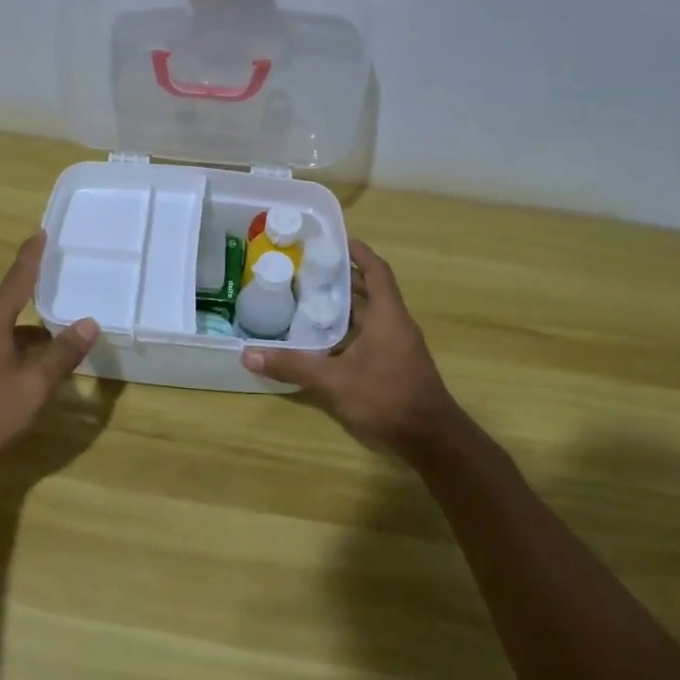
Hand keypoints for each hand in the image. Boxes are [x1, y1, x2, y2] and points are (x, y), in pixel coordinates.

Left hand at [0, 232, 98, 477]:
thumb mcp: (34, 385)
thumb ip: (62, 354)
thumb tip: (88, 322)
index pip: (16, 279)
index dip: (31, 257)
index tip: (40, 233)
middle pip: (7, 305)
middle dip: (33, 299)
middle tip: (58, 293)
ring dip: (23, 333)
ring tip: (51, 344)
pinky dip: (9, 349)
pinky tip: (23, 371)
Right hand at [243, 239, 462, 460]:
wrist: (431, 439)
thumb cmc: (387, 397)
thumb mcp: (334, 380)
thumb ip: (293, 365)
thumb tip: (248, 353)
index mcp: (388, 316)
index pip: (376, 271)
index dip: (359, 253)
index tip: (337, 240)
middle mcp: (397, 325)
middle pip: (372, 291)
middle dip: (344, 278)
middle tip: (310, 270)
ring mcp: (399, 347)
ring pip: (371, 316)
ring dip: (346, 306)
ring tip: (311, 300)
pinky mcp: (397, 366)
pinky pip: (372, 336)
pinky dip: (350, 331)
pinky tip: (326, 342)